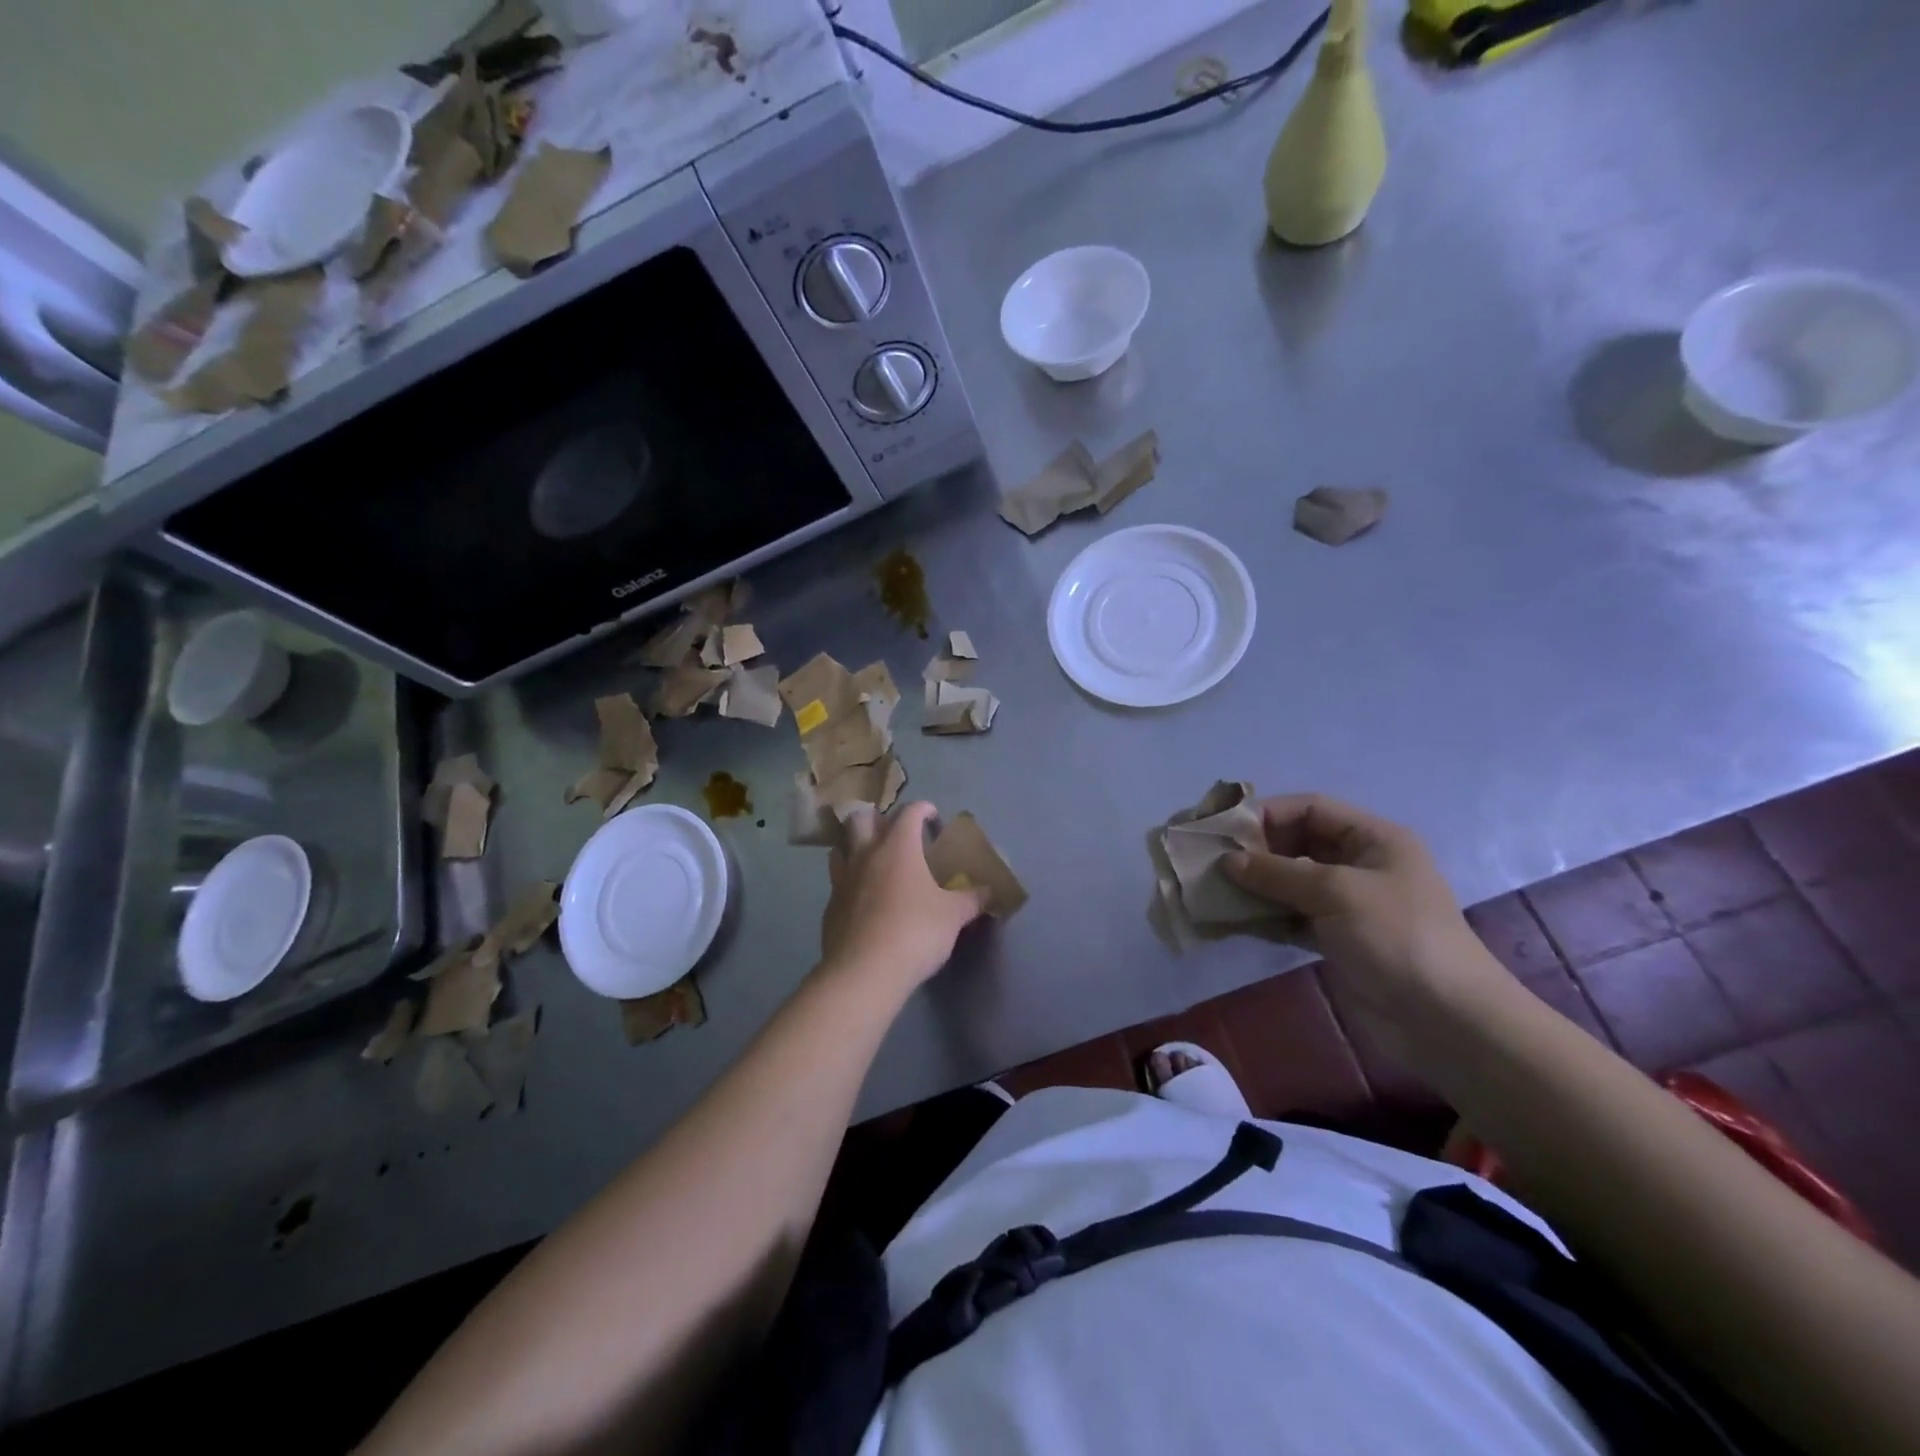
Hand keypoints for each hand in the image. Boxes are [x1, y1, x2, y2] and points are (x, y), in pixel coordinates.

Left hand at [820, 802, 989, 993]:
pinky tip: (862, 899)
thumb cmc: (915, 932)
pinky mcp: (830, 906)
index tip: (933, 817)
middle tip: (895, 834)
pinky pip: (837, 882)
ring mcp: (842, 879)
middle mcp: (866, 854)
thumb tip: (989, 890)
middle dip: (879, 819)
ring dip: (855, 846)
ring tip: (872, 860)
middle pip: (862, 819)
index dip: (923, 809)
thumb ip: (971, 899)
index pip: (909, 812)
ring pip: (841, 847)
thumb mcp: (953, 916)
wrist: (864, 972)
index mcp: (898, 847)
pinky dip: (849, 881)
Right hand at [1223, 794, 1505, 1016]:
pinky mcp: (1337, 939)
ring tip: (1214, 892)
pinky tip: (1234, 920)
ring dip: (1254, 885)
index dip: (1266, 814)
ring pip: (1290, 882)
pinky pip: (1291, 916)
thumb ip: (1278, 872)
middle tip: (1212, 863)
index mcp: (1373, 839)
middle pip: (1296, 843)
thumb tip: (1227, 861)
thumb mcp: (1337, 892)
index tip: (1224, 832)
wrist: (1446, 1022)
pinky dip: (1264, 916)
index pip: (1310, 809)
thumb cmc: (1397, 938)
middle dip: (1255, 851)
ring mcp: (1348, 904)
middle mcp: (1360, 865)